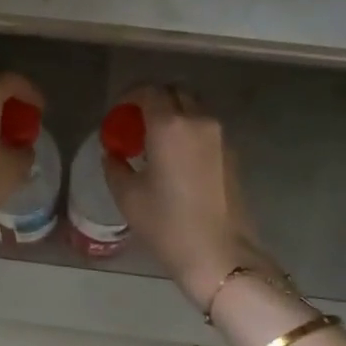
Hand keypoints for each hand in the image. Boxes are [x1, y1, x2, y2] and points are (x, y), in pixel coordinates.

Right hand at [101, 84, 277, 305]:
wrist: (219, 254)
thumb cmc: (167, 224)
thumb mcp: (128, 196)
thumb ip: (115, 166)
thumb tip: (113, 154)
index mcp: (170, 126)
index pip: (149, 92)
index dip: (129, 97)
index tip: (118, 113)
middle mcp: (198, 121)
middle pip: (175, 93)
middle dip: (154, 101)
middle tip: (136, 123)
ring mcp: (220, 137)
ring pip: (193, 109)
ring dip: (173, 115)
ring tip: (154, 142)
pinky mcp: (232, 154)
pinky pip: (205, 129)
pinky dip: (188, 132)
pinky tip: (175, 159)